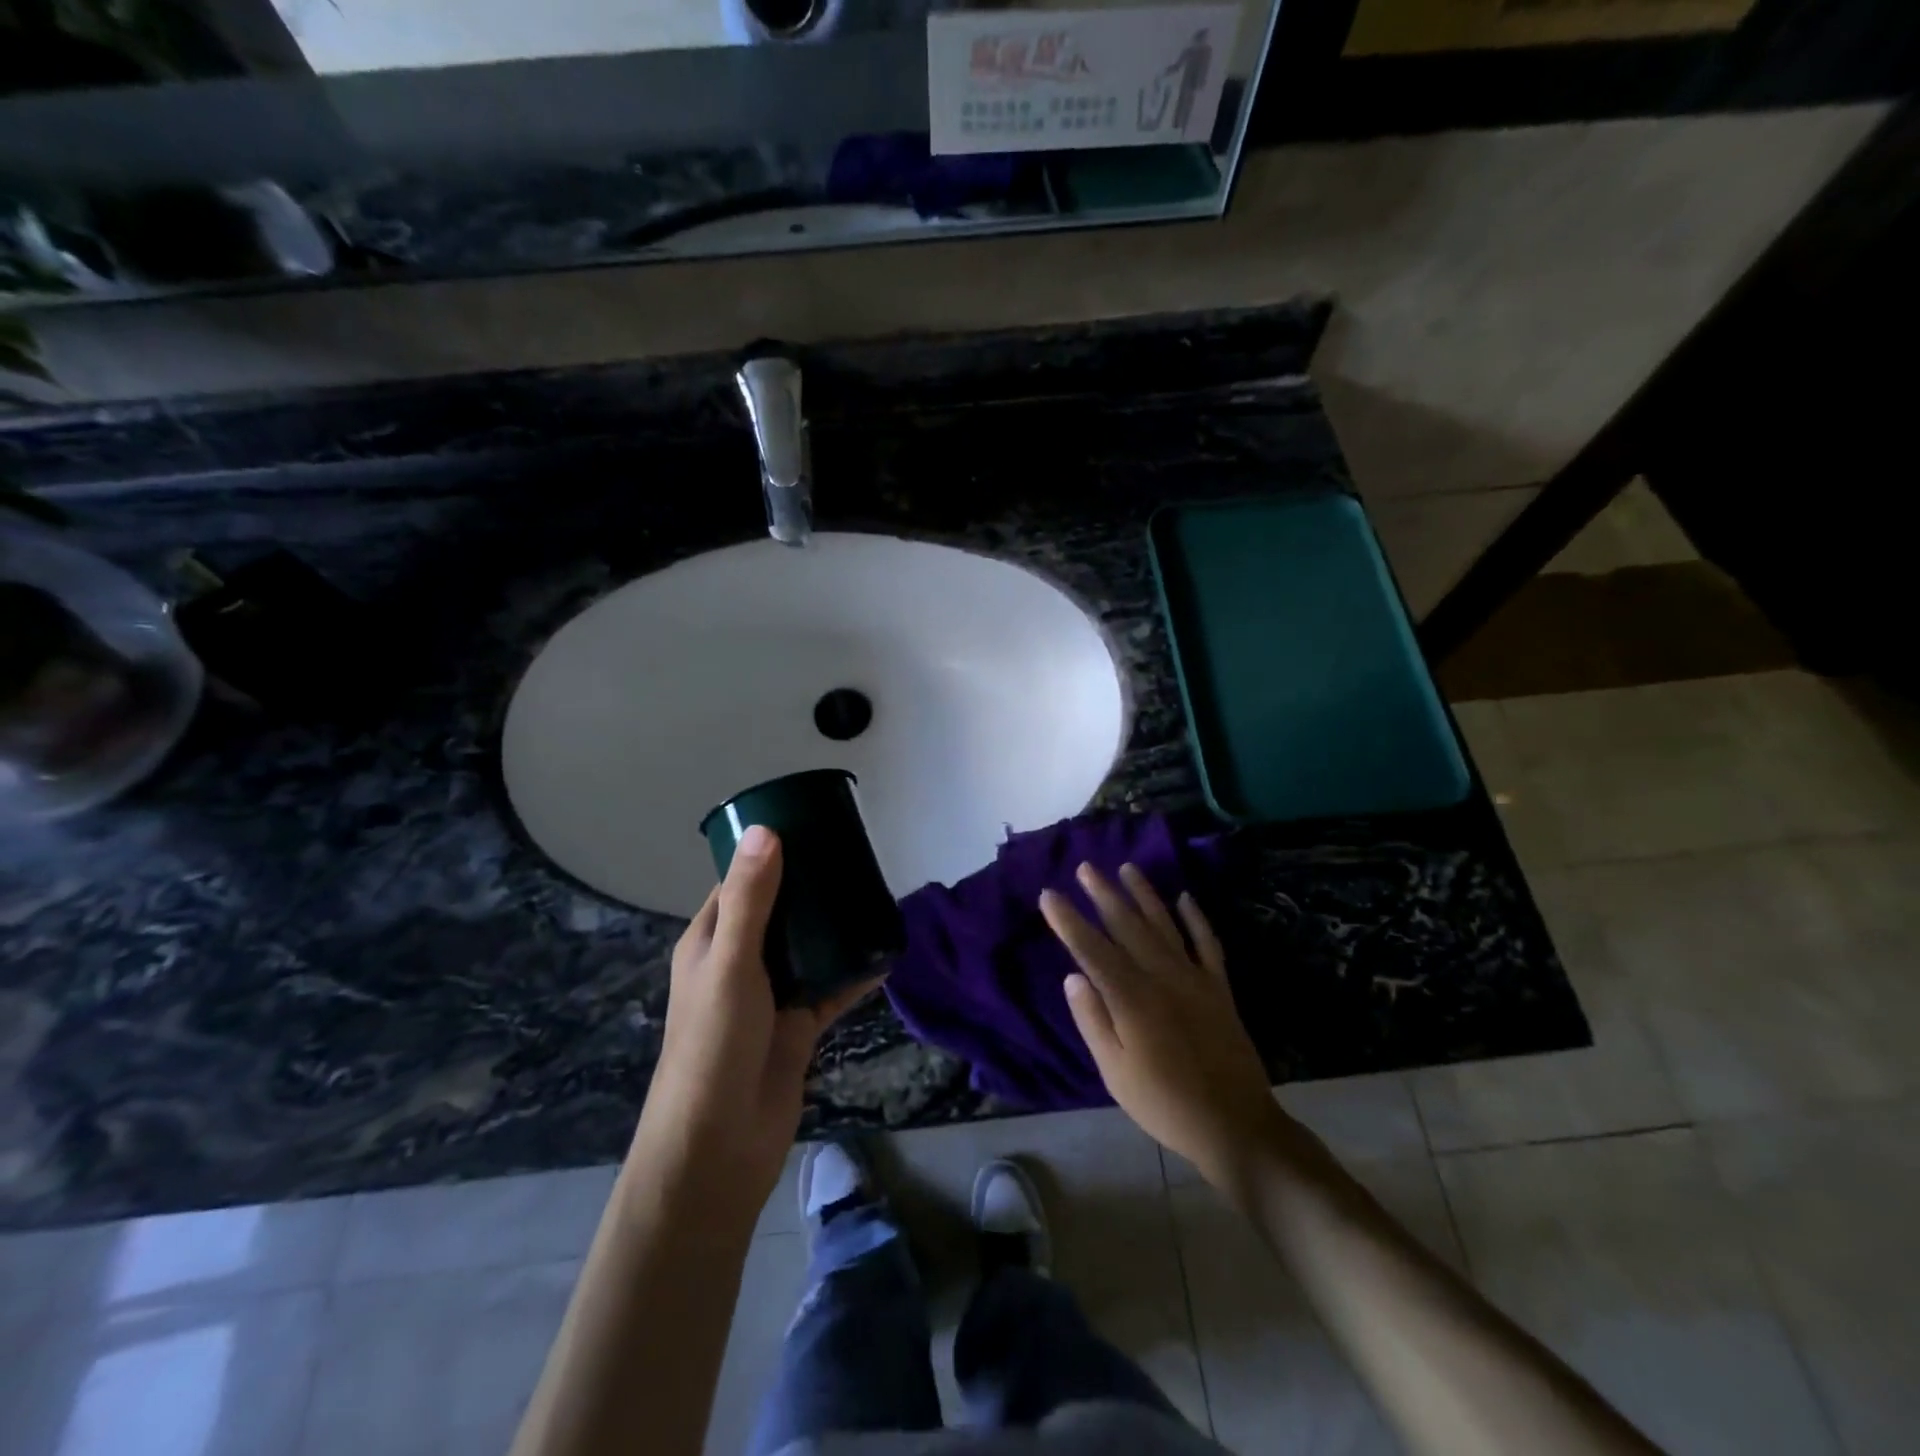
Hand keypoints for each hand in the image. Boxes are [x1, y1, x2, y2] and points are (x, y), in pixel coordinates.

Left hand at [639, 826, 876, 1210]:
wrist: (720, 1146)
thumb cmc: (713, 1045)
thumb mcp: (730, 963)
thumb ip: (752, 899)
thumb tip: (766, 828)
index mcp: (711, 941)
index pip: (741, 882)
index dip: (771, 853)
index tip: (812, 826)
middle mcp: (739, 962)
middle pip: (780, 911)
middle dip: (812, 886)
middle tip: (857, 857)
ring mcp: (770, 995)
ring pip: (808, 948)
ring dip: (836, 927)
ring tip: (876, 895)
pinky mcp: (798, 1025)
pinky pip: (832, 988)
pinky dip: (856, 972)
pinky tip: (888, 953)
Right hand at [1042, 864, 1290, 1190]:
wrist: (1235, 1125)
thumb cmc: (1164, 1103)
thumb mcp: (1115, 1072)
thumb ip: (1093, 1020)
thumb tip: (1072, 976)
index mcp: (1131, 998)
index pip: (1091, 949)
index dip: (1068, 920)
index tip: (1049, 894)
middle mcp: (1162, 976)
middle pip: (1127, 926)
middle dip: (1103, 894)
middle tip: (1085, 867)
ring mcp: (1194, 978)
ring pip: (1165, 924)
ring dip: (1144, 894)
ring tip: (1127, 868)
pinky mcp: (1219, 988)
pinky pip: (1207, 943)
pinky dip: (1196, 918)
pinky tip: (1185, 898)